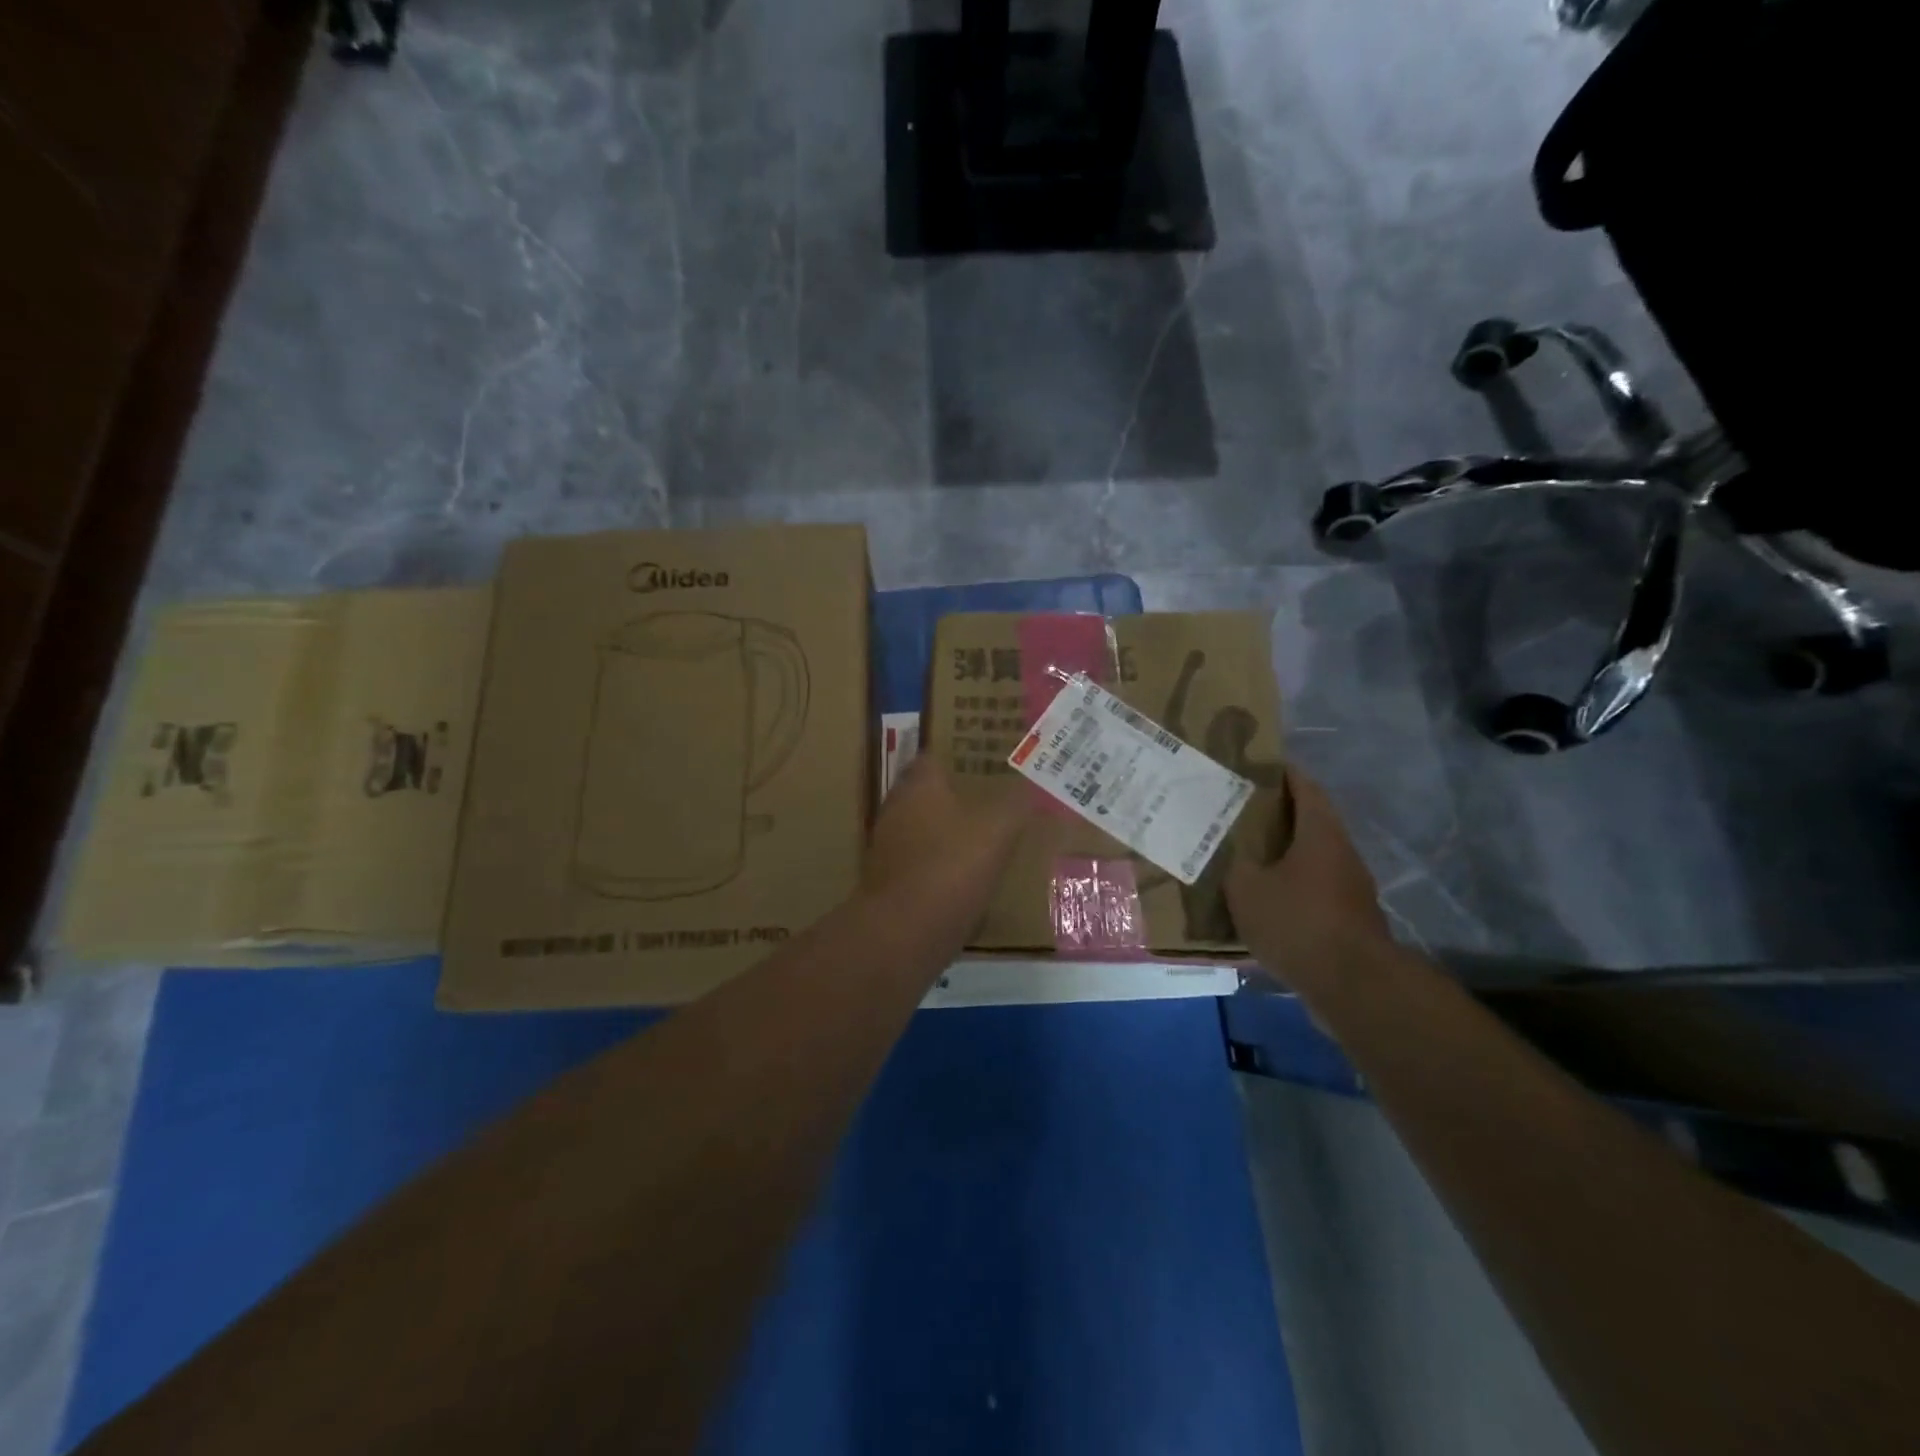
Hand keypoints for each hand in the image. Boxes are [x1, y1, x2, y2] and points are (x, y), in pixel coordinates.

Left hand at [863, 758, 1032, 924]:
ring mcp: (889, 848)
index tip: (988, 761)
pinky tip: (970, 878)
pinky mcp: (890, 883)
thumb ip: (1017, 803)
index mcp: (919, 786)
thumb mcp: (998, 830)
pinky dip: (943, 866)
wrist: (904, 933)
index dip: (961, 756)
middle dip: (958, 796)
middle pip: (928, 794)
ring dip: (950, 833)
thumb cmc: (950, 867)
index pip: (934, 757)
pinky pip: (922, 864)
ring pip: (925, 829)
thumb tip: (1035, 785)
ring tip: (988, 838)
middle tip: (996, 799)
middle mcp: (897, 809)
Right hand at [1226, 771, 1391, 990]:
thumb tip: (1226, 853)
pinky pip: (1312, 891)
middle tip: (1236, 812)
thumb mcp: (1246, 888)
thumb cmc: (1297, 921)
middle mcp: (1341, 853)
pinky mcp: (1347, 920)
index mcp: (1320, 833)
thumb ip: (1233, 865)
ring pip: (1310, 859)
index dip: (1282, 773)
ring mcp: (1350, 889)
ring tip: (1243, 857)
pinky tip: (1262, 902)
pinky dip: (1288, 888)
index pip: (1304, 787)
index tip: (1256, 766)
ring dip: (1281, 855)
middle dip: (1275, 815)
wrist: (1352, 985)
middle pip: (1308, 822)